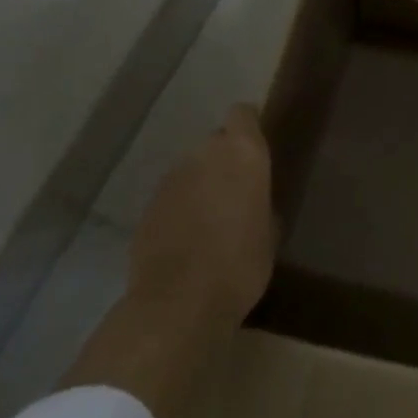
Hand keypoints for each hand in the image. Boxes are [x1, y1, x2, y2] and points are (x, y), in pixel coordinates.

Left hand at [126, 104, 277, 330]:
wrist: (178, 303)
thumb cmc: (241, 264)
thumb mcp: (269, 233)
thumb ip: (261, 203)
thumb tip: (254, 202)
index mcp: (243, 153)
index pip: (242, 114)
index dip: (248, 126)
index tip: (256, 147)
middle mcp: (205, 154)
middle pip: (215, 142)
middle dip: (224, 160)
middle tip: (237, 192)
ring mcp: (171, 179)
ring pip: (191, 169)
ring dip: (201, 184)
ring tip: (211, 220)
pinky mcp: (147, 206)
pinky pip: (172, 196)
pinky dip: (180, 208)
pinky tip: (187, 240)